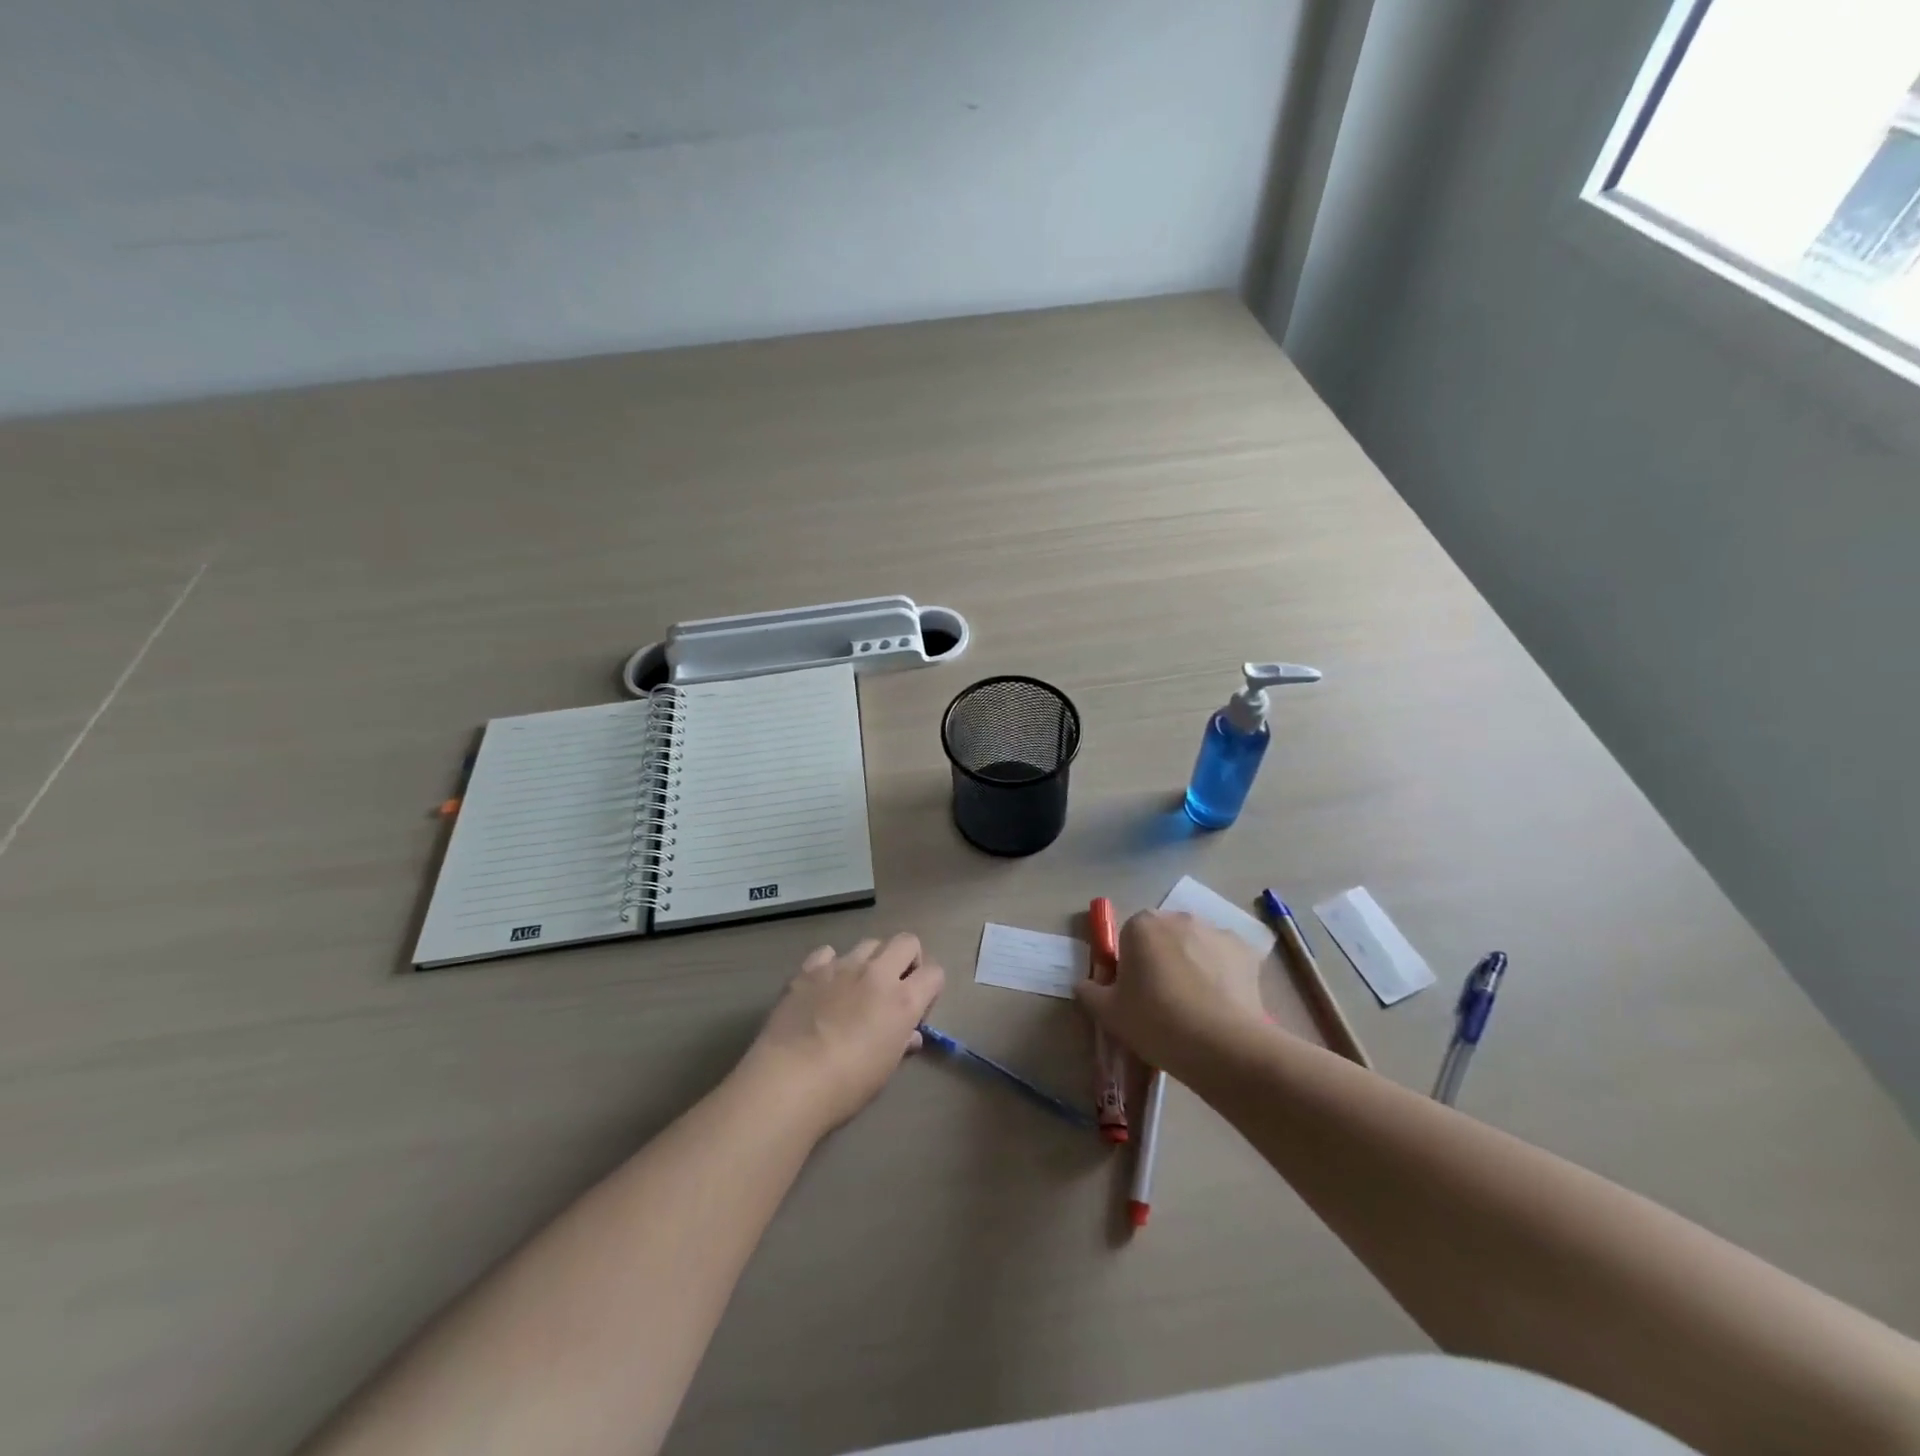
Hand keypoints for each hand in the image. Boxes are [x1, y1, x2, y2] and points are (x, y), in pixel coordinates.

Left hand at [743, 933, 944, 1133]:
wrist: (789, 1079)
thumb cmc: (846, 1085)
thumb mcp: (885, 1070)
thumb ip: (902, 1043)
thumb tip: (910, 1035)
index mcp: (903, 1000)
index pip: (934, 973)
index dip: (931, 987)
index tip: (919, 1007)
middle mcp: (877, 973)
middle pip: (907, 942)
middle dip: (908, 959)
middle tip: (896, 986)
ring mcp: (842, 966)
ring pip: (869, 943)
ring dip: (872, 960)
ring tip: (858, 986)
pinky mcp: (810, 968)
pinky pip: (828, 953)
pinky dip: (831, 964)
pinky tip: (824, 986)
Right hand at [1074, 911, 1266, 1073]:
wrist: (1222, 1045)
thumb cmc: (1156, 1021)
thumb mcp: (1108, 1013)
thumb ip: (1090, 992)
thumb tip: (1087, 984)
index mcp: (1141, 925)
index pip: (1128, 937)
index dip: (1130, 965)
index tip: (1135, 994)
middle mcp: (1179, 918)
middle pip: (1164, 937)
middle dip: (1162, 959)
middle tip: (1164, 1001)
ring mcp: (1216, 932)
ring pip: (1196, 946)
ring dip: (1193, 965)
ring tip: (1197, 1008)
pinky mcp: (1246, 952)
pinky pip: (1225, 960)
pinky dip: (1223, 975)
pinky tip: (1222, 1006)